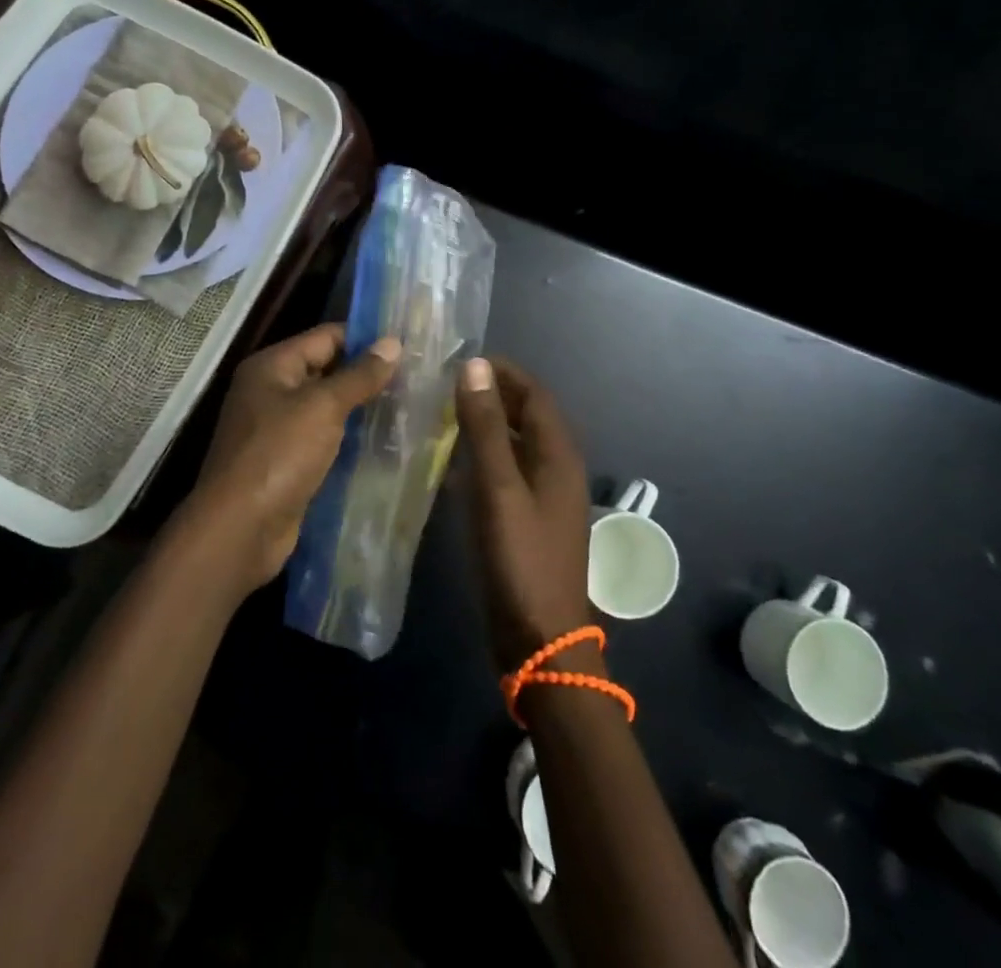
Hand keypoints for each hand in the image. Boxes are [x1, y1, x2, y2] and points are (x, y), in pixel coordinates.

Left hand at [177, 323, 400, 596]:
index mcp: (272, 366)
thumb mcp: (323, 407)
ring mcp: (276, 429)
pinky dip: (349, 438)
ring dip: (361, 408)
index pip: (325, 337)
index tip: (407, 345)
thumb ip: (359, 375)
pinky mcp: (286, 462)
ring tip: (408, 406)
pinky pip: (324, 439)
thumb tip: (393, 342)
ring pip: (327, 408)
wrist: (240, 530)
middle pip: (326, 370)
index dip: (365, 339)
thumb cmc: (279, 455)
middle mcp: (271, 391)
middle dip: (366, 375)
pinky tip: (384, 442)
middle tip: (415, 377)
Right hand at [454, 357, 593, 672]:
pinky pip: (507, 473)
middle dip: (492, 395)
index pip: (534, 393)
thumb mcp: (499, 488)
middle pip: (527, 416)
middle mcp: (557, 468)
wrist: (541, 640)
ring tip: (443, 415)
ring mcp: (544, 497)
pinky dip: (484, 458)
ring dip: (486, 426)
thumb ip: (487, 427)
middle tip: (445, 385)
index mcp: (558, 454)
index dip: (502, 372)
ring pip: (516, 445)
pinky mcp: (529, 520)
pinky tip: (452, 464)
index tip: (461, 360)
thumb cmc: (521, 559)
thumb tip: (475, 366)